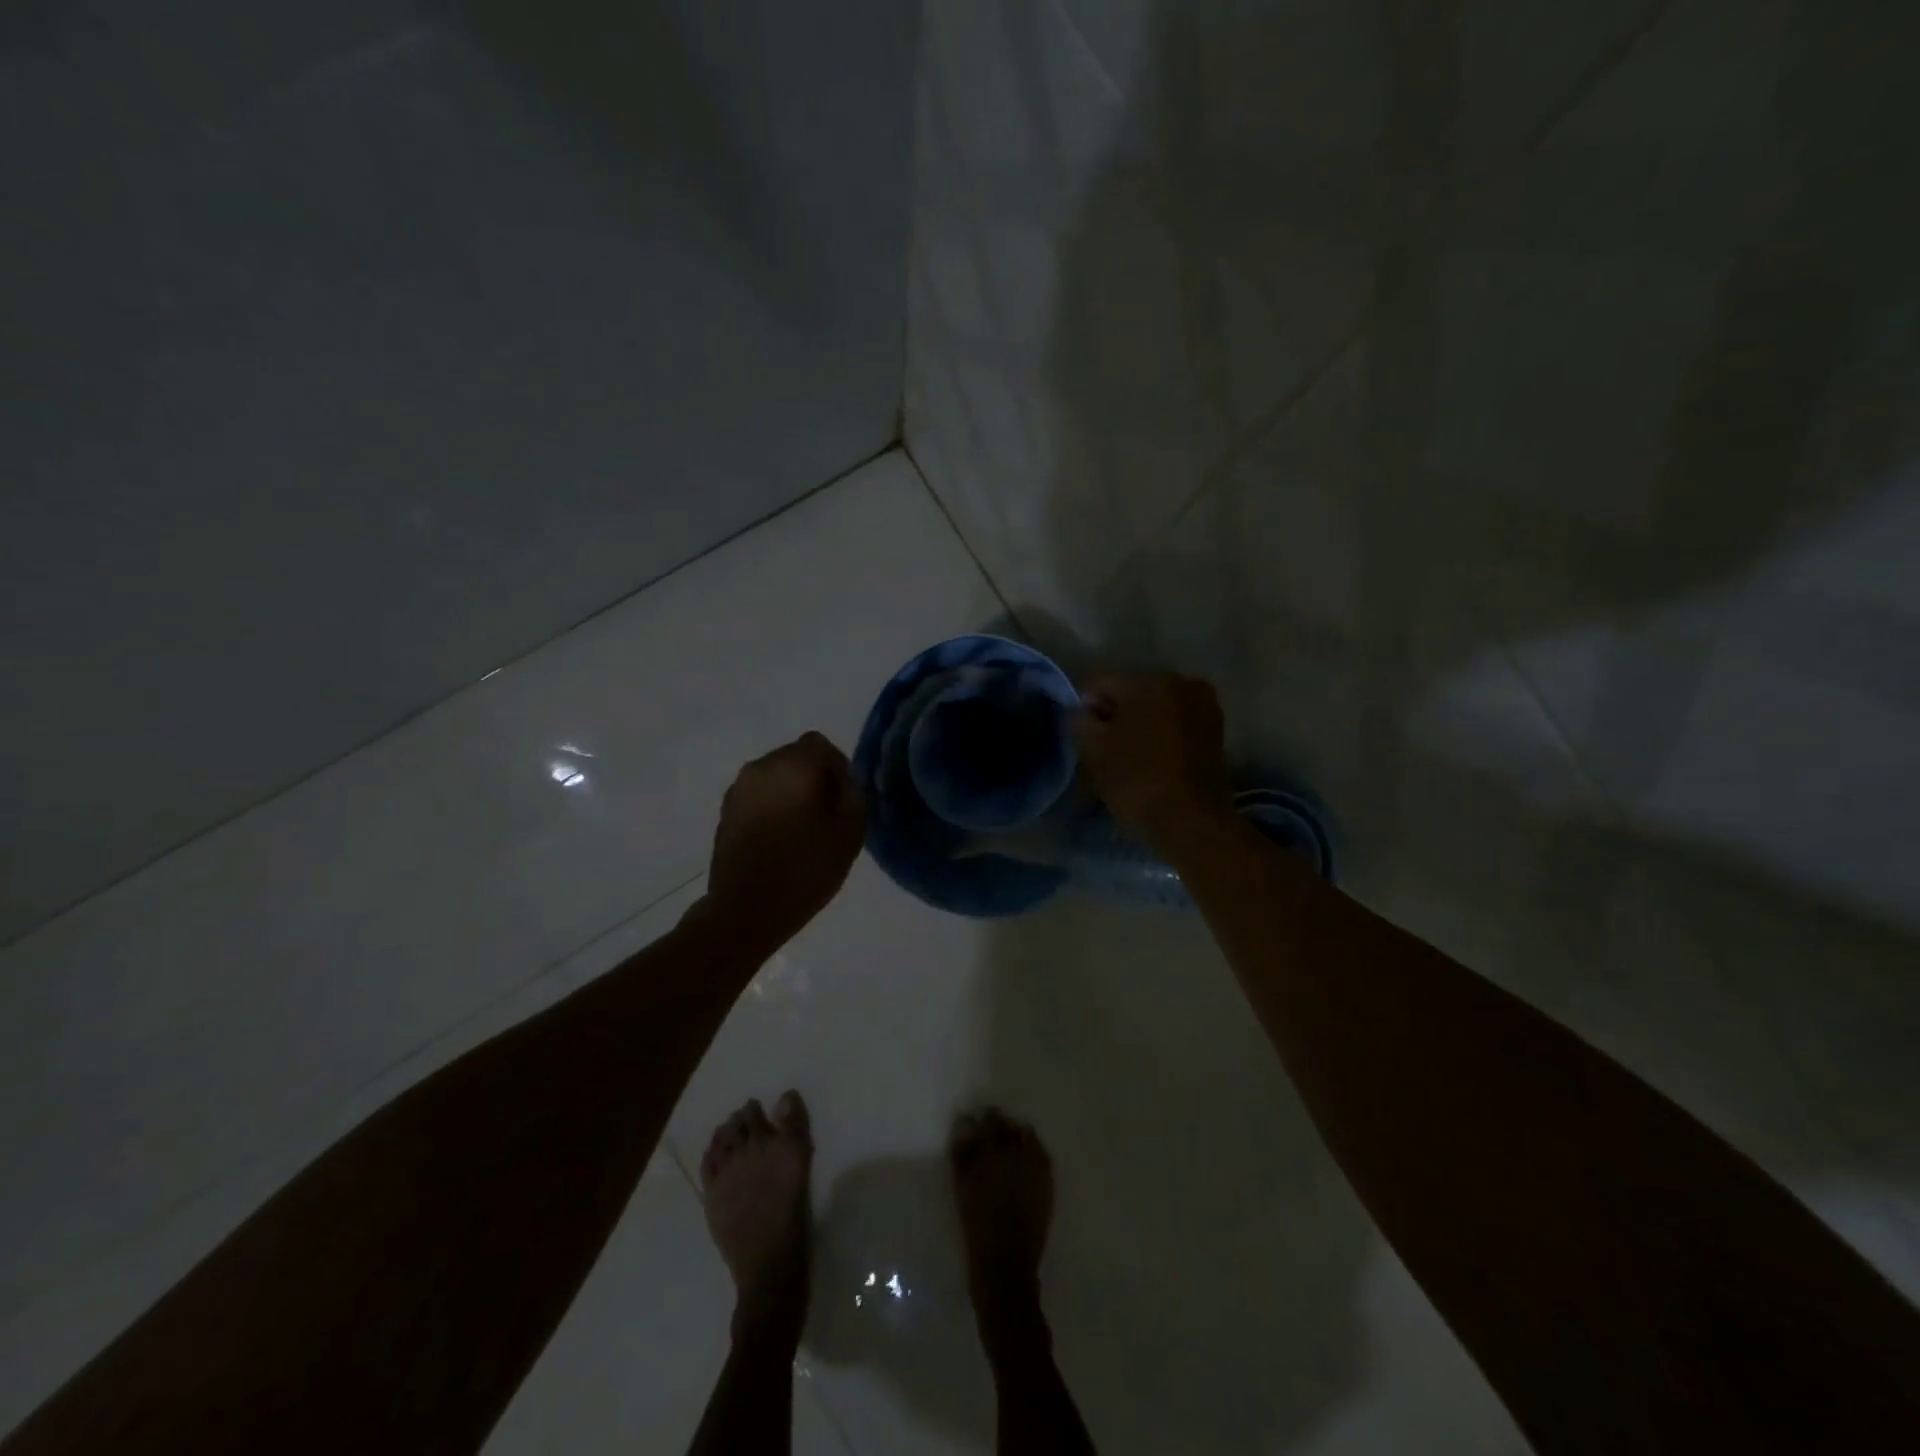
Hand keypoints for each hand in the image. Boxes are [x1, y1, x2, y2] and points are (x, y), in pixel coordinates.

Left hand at [703, 732, 866, 951]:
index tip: (843, 800)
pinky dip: (771, 809)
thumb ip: (853, 794)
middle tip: (826, 816)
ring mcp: (738, 790)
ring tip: (801, 831)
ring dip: (790, 794)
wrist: (746, 910)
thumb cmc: (806, 868)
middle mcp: (761, 767)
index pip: (820, 745)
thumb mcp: (850, 831)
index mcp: (793, 765)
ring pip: (774, 778)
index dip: (837, 767)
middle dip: (813, 779)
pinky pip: (757, 798)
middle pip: (795, 758)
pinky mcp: (725, 813)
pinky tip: (779, 841)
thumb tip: (843, 780)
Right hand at [1072, 674, 1232, 849]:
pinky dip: (1159, 734)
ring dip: (1138, 724)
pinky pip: (1174, 722)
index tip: (1082, 737)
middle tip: (1103, 749)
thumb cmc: (1138, 781)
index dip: (1084, 707)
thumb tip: (1078, 712)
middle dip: (1114, 714)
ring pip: (1154, 707)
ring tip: (1127, 757)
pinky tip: (1150, 760)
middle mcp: (1181, 683)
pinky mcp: (1215, 730)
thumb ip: (1079, 722)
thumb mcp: (1095, 751)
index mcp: (1150, 681)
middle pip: (1131, 691)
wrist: (1192, 822)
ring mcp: (1204, 705)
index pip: (1100, 683)